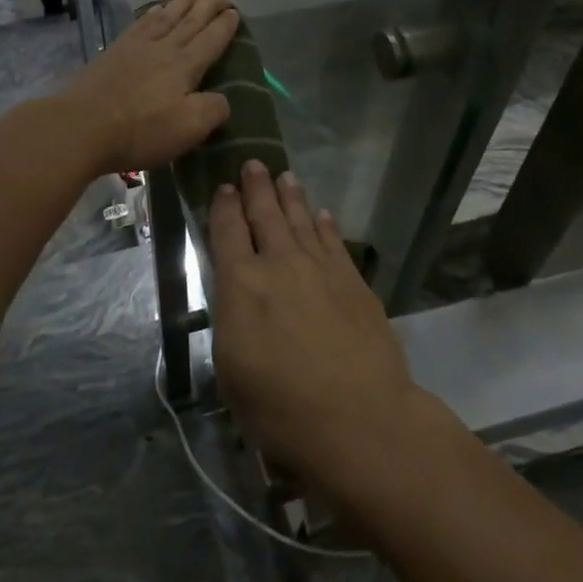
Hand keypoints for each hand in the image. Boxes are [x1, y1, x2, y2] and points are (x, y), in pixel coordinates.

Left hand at [55, 0, 238, 173]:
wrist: (82, 126)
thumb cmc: (140, 130)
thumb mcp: (189, 128)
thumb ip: (213, 109)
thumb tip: (222, 99)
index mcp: (185, 66)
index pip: (212, 39)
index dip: (226, 25)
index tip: (236, 12)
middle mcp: (163, 48)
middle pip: (191, 20)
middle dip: (209, 6)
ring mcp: (136, 47)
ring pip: (166, 17)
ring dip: (183, 4)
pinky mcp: (113, 53)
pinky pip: (140, 24)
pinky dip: (153, 13)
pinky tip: (156, 10)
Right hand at [209, 162, 425, 498]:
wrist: (358, 418)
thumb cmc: (280, 407)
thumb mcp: (231, 370)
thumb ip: (232, 320)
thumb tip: (237, 294)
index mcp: (241, 284)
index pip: (227, 231)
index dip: (224, 206)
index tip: (224, 187)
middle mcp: (279, 263)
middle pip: (266, 215)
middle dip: (257, 187)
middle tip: (254, 163)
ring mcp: (320, 268)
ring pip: (302, 220)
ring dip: (292, 197)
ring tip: (285, 176)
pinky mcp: (353, 281)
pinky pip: (334, 242)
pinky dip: (325, 225)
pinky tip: (322, 214)